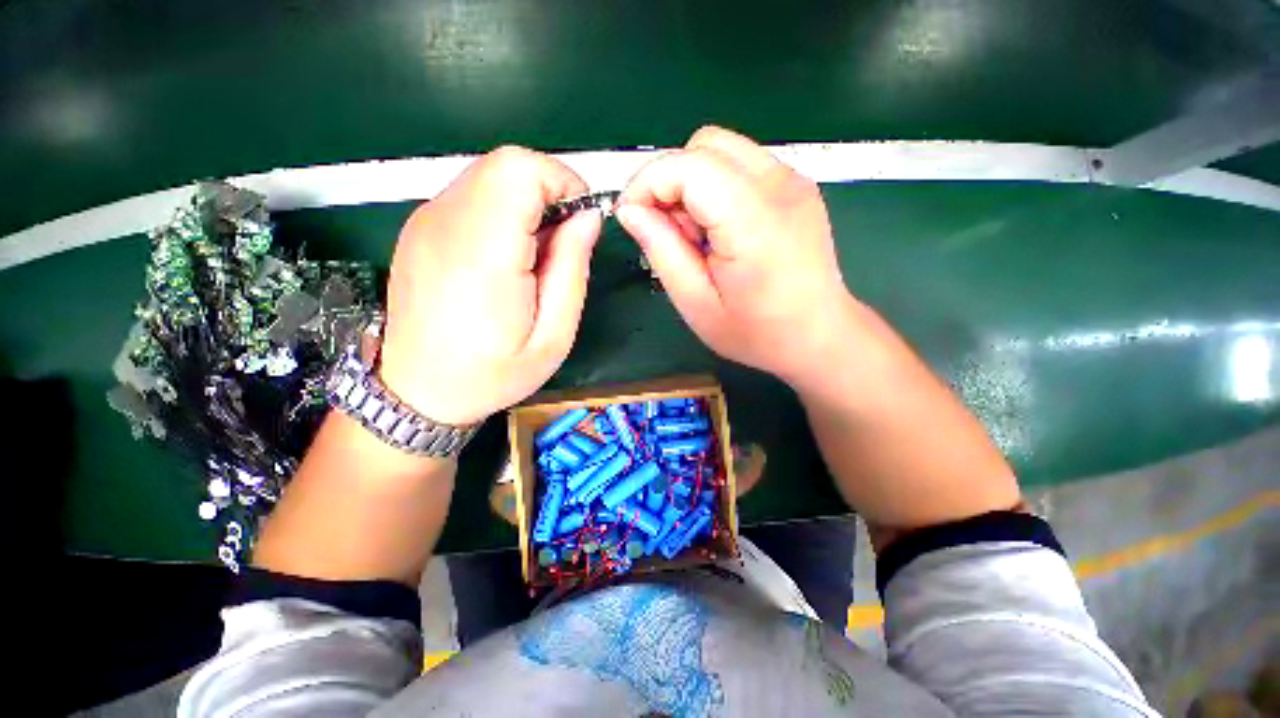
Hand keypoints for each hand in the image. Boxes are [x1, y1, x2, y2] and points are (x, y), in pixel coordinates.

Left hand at [379, 147, 601, 425]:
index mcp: (481, 253)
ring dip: (525, 204)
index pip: (520, 169)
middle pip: (505, 164)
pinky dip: (501, 213)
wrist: (418, 393)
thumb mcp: (553, 336)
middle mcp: (444, 223)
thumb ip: (572, 268)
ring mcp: (425, 222)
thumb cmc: (492, 374)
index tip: (579, 222)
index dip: (561, 182)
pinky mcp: (419, 229)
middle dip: (547, 192)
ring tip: (533, 258)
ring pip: (489, 175)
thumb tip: (587, 218)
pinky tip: (505, 258)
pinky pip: (471, 196)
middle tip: (561, 244)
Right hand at [616, 126, 851, 383]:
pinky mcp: (796, 185)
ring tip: (697, 234)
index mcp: (753, 222)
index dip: (647, 183)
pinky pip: (741, 164)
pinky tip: (721, 228)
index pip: (688, 165)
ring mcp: (793, 180)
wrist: (817, 335)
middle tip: (669, 231)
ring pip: (721, 148)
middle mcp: (779, 186)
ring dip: (693, 183)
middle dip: (670, 181)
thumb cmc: (755, 332)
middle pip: (704, 145)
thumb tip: (630, 211)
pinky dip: (716, 187)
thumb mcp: (696, 303)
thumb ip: (661, 250)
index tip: (630, 217)